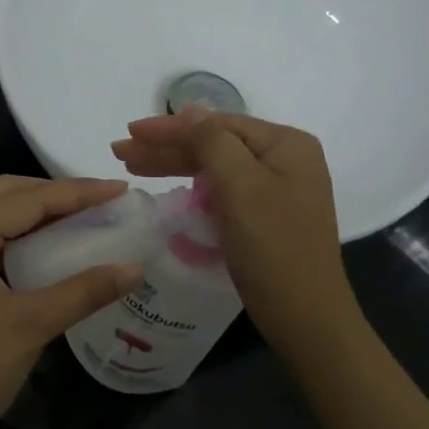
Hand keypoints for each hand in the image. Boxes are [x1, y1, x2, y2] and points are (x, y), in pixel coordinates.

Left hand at [0, 176, 142, 428]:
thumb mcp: (32, 326)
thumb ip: (84, 291)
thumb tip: (136, 268)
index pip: (26, 200)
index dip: (77, 192)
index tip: (122, 189)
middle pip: (6, 195)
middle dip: (55, 194)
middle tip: (102, 201)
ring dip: (39, 213)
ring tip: (86, 217)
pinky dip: (25, 238)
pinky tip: (55, 249)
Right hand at [112, 112, 360, 356]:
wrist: (307, 319)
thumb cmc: (274, 248)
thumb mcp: (240, 187)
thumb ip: (212, 141)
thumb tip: (189, 109)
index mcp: (286, 144)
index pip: (217, 124)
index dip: (170, 127)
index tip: (129, 133)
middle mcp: (285, 159)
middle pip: (216, 143)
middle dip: (167, 147)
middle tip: (121, 153)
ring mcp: (278, 189)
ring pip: (217, 167)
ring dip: (175, 165)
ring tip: (132, 167)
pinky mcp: (268, 215)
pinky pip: (224, 190)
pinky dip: (195, 187)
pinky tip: (171, 188)